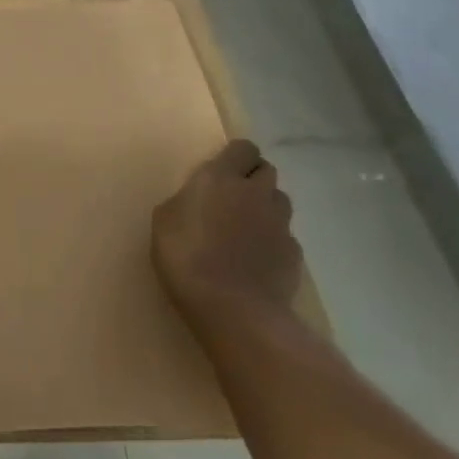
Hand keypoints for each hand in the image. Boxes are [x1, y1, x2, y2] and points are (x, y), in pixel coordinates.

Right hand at [152, 138, 301, 327]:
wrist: (234, 309)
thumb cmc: (186, 258)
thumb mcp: (164, 222)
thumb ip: (184, 202)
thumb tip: (195, 201)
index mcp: (220, 178)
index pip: (243, 148)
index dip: (235, 156)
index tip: (222, 170)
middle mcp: (255, 193)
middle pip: (266, 170)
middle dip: (253, 178)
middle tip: (233, 197)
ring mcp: (280, 224)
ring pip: (279, 201)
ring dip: (266, 206)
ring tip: (246, 228)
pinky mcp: (294, 254)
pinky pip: (285, 236)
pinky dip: (273, 241)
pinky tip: (257, 259)